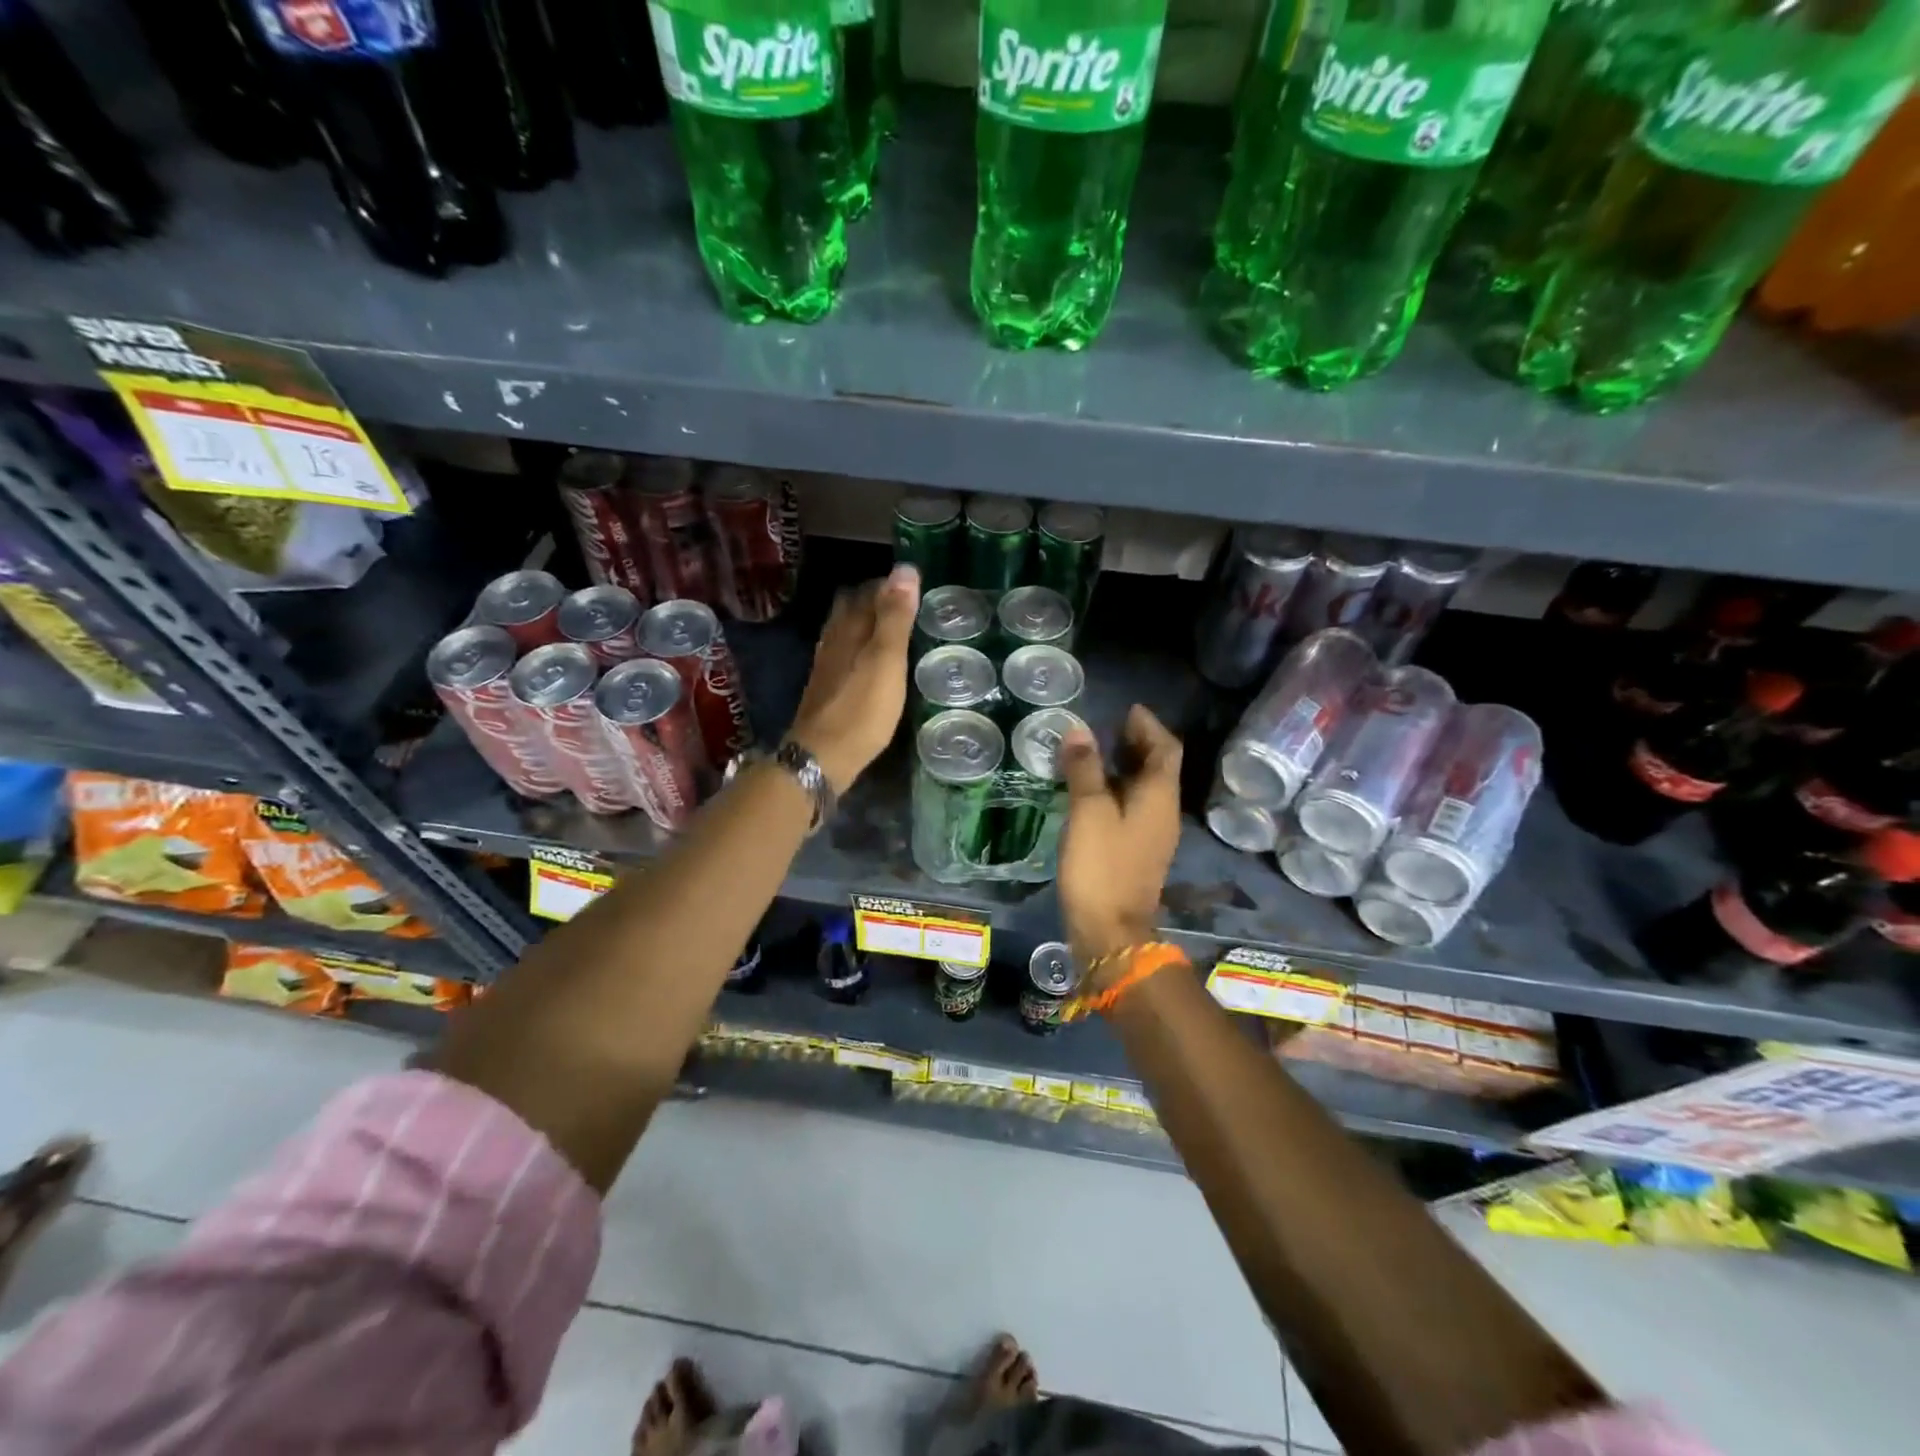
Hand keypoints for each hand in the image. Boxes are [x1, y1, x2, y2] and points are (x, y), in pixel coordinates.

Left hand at [786, 564, 919, 791]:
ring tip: (895, 631)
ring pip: (847, 632)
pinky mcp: (827, 689)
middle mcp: (834, 640)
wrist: (822, 756)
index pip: (869, 591)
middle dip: (877, 601)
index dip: (891, 585)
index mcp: (849, 628)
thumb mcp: (886, 660)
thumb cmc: (861, 709)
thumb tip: (905, 569)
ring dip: (868, 625)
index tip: (917, 587)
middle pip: (852, 608)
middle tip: (909, 607)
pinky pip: (845, 655)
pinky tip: (872, 663)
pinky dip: (861, 648)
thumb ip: (895, 617)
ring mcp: (827, 665)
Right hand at [1057, 706, 1182, 979]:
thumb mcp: (1089, 811)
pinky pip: (1133, 808)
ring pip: (1145, 788)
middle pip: (1158, 767)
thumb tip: (1079, 730)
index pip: (1165, 749)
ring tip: (1095, 752)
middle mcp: (1163, 812)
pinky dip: (1117, 789)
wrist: (1110, 931)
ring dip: (1126, 766)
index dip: (1149, 726)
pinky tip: (1092, 791)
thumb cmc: (1101, 866)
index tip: (1128, 709)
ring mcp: (1152, 835)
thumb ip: (1085, 768)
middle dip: (1138, 743)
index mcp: (1159, 797)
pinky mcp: (1137, 852)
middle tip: (1108, 726)